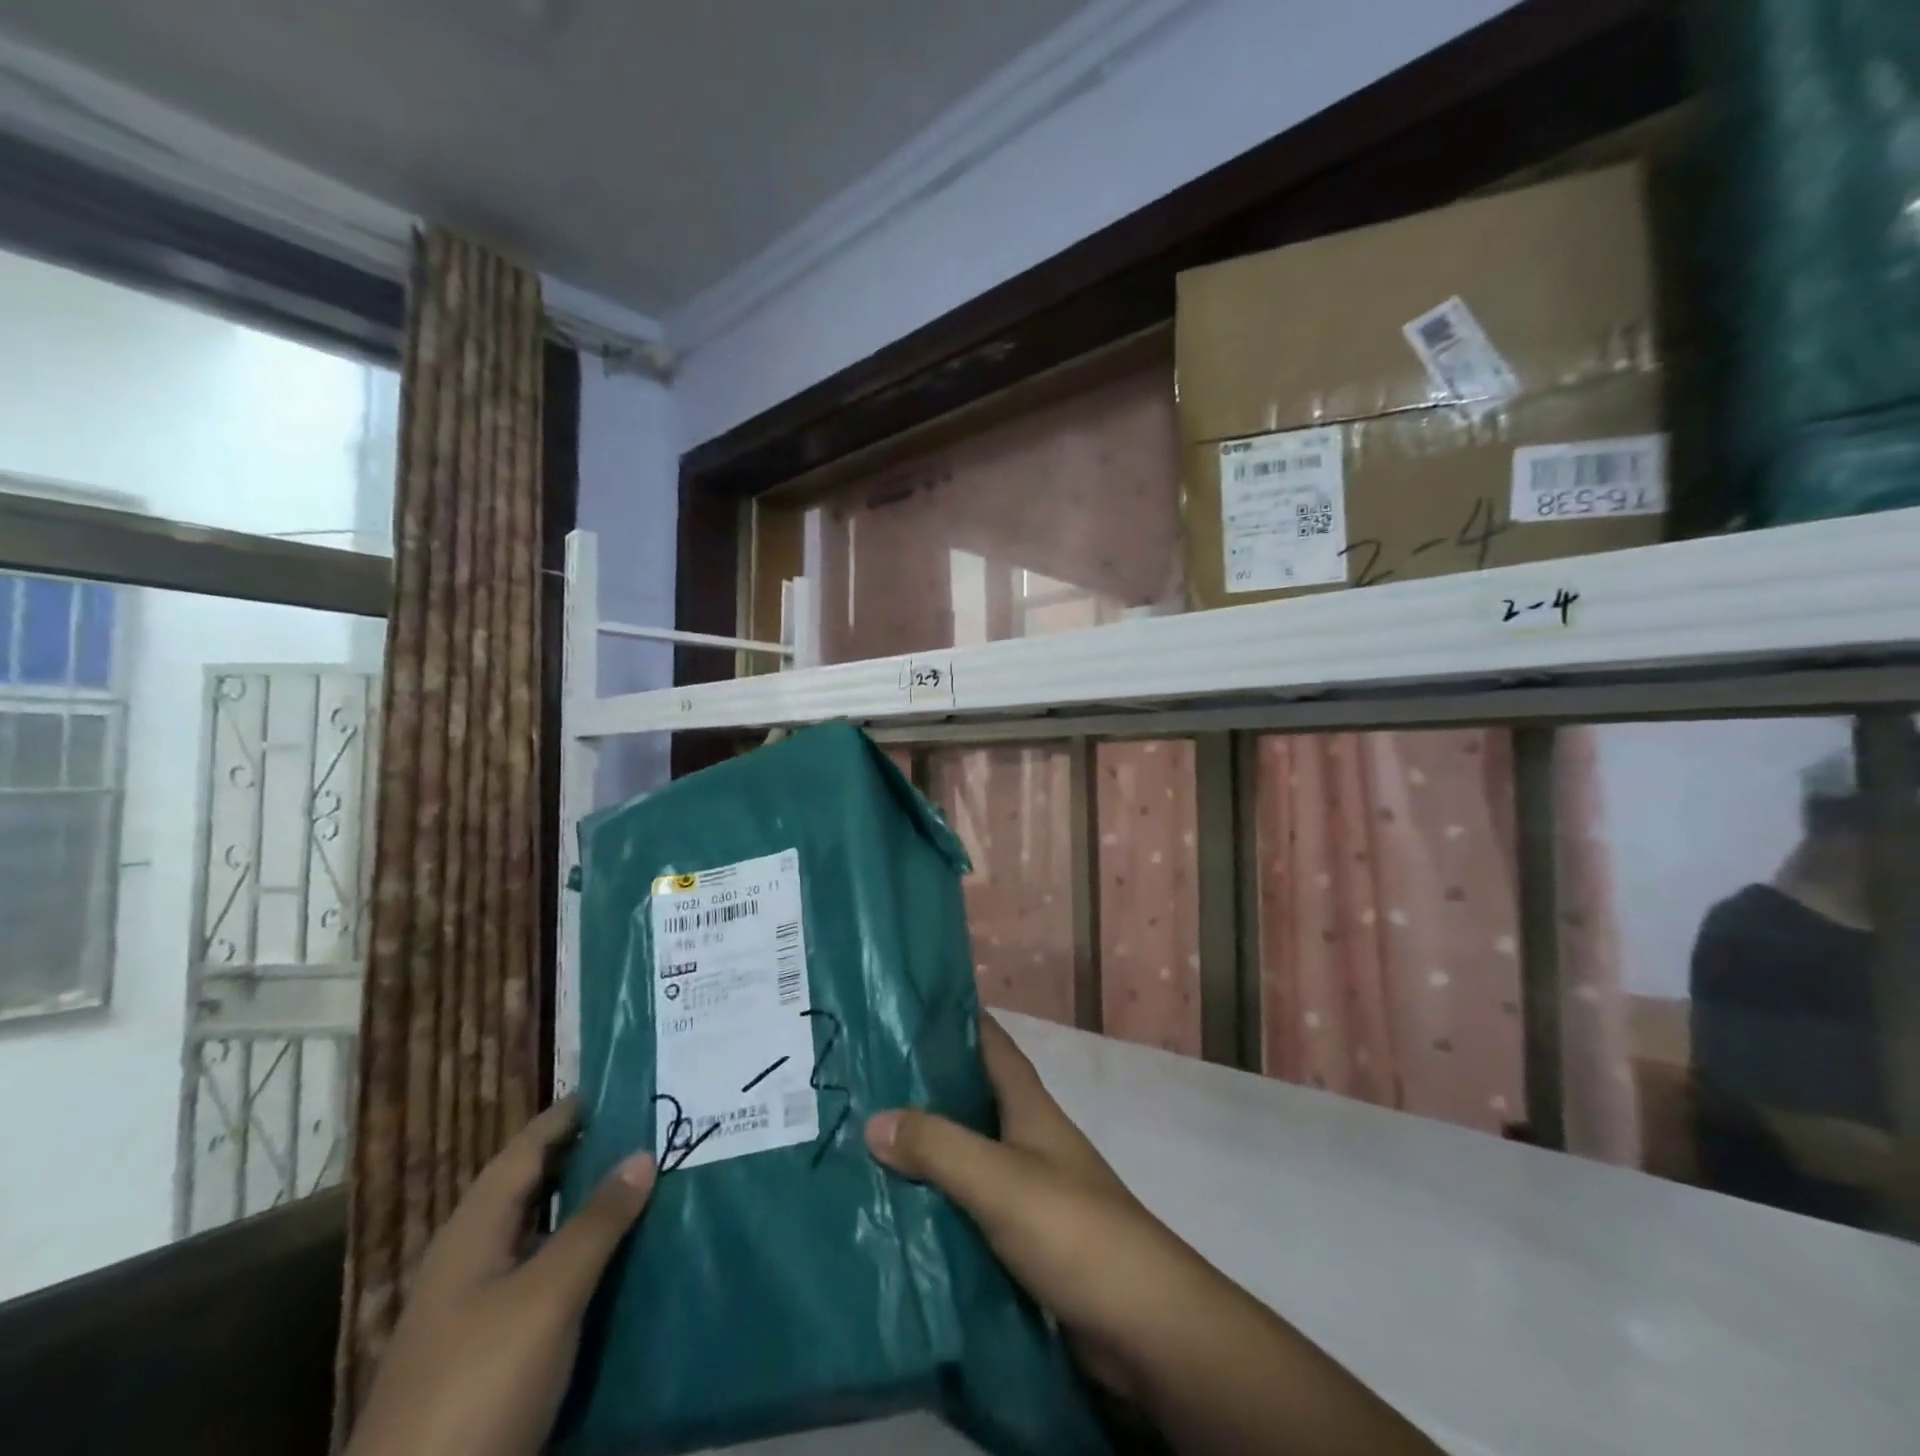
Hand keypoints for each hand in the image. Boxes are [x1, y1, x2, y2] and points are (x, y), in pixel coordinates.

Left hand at [345, 1099, 655, 1455]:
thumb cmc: (478, 1383)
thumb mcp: (547, 1295)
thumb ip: (596, 1222)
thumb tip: (642, 1152)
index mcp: (473, 1231)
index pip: (526, 1148)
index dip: (569, 1115)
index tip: (622, 1086)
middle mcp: (472, 1258)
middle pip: (534, 1187)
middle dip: (589, 1156)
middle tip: (651, 1130)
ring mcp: (479, 1309)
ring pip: (543, 1234)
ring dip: (590, 1207)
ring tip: (650, 1182)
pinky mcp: (493, 1351)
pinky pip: (548, 1278)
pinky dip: (585, 1255)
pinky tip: (624, 1258)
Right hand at [865, 1015, 1440, 1455]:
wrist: (1142, 1324)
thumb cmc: (1073, 1228)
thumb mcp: (999, 1179)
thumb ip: (938, 1147)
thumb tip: (872, 1118)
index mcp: (1030, 1108)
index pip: (993, 1045)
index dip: (959, 1021)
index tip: (909, 1007)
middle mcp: (1031, 1139)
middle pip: (975, 1098)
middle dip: (928, 1085)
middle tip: (867, 1078)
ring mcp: (1031, 1189)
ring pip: (971, 1153)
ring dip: (930, 1146)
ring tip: (869, 1139)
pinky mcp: (1027, 1239)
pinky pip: (973, 1205)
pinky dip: (940, 1200)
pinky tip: (902, 1208)